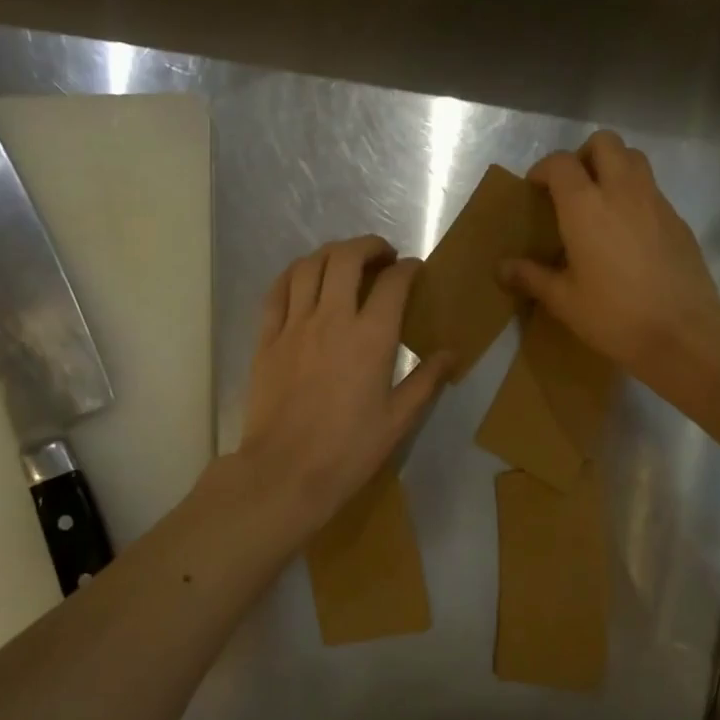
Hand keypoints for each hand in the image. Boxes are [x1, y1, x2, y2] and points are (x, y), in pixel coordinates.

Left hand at [235, 236, 452, 536]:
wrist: (285, 473)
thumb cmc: (348, 450)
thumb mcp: (398, 420)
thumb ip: (426, 380)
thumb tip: (452, 353)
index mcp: (371, 337)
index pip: (393, 282)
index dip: (408, 268)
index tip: (414, 270)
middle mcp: (332, 319)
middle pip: (346, 258)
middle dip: (368, 246)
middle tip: (381, 257)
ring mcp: (294, 325)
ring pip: (309, 266)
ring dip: (331, 253)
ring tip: (344, 262)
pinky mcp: (267, 338)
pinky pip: (277, 291)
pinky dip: (294, 274)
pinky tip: (303, 278)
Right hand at [502, 131, 719, 374]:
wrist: (683, 333)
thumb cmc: (614, 316)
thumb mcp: (564, 301)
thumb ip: (532, 277)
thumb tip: (502, 268)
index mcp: (586, 206)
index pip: (560, 163)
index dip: (543, 169)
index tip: (535, 189)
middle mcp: (622, 191)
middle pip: (604, 143)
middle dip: (583, 155)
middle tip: (572, 187)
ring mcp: (655, 202)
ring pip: (634, 158)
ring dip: (614, 167)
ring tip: (601, 202)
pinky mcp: (678, 219)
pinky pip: (652, 189)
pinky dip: (635, 195)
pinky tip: (629, 233)